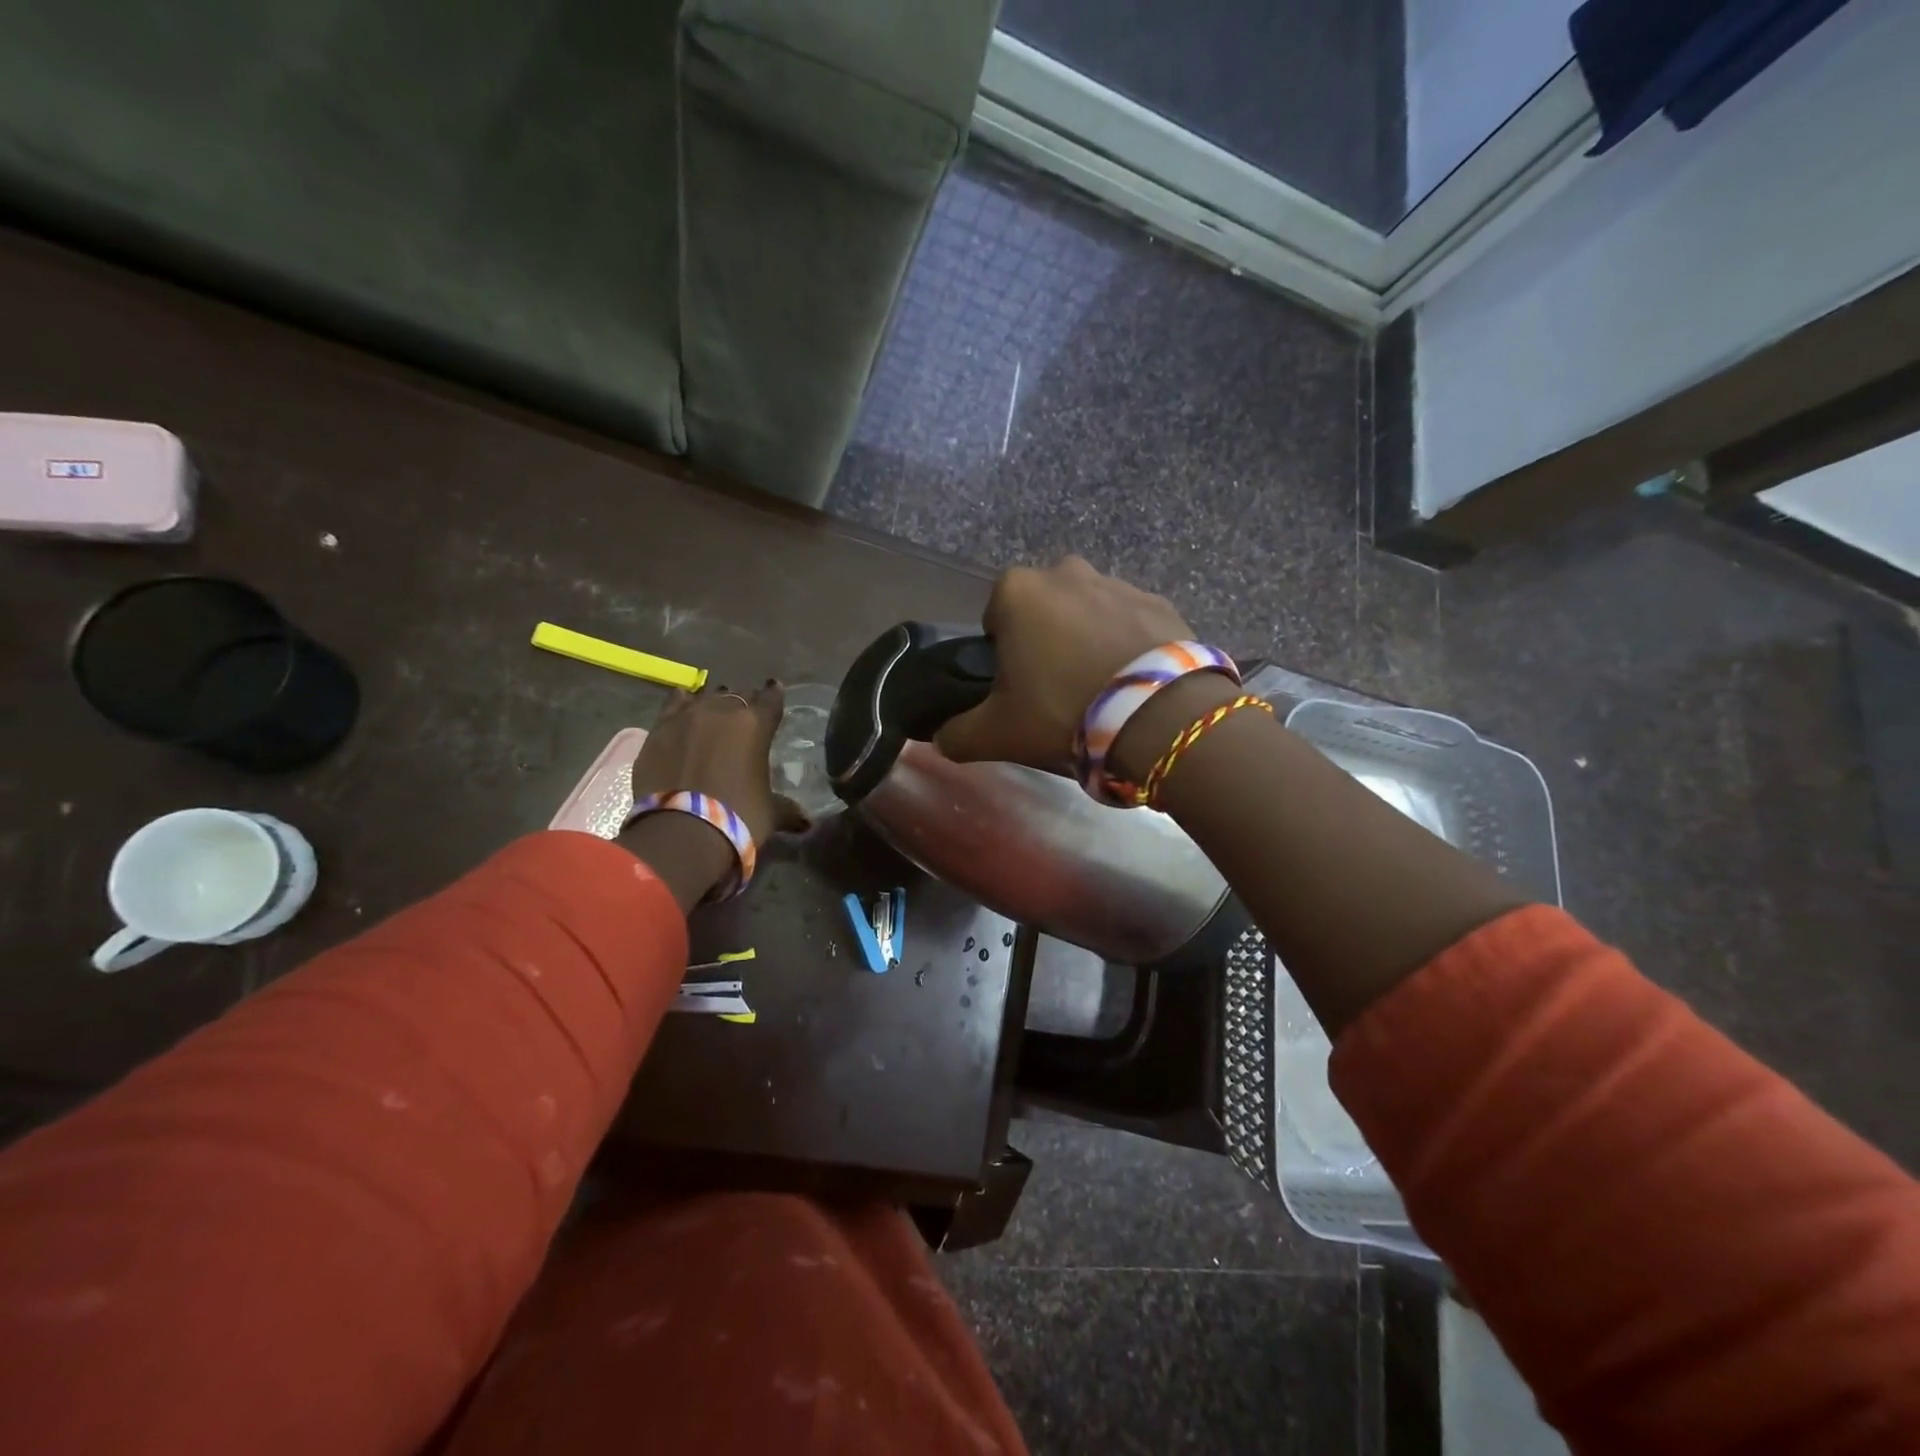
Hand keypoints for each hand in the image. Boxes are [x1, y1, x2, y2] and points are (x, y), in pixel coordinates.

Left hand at [630, 681, 808, 845]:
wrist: (681, 831)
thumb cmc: (738, 817)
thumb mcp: (770, 813)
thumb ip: (787, 810)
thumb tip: (806, 823)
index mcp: (756, 724)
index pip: (771, 698)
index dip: (773, 696)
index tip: (774, 692)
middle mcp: (723, 710)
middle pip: (737, 695)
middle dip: (743, 703)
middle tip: (744, 716)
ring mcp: (687, 716)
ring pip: (705, 697)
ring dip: (712, 703)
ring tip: (713, 714)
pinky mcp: (658, 728)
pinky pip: (674, 704)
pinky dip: (682, 705)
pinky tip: (684, 708)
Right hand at [935, 557, 1195, 770]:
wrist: (1157, 716)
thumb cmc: (1062, 713)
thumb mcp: (996, 734)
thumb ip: (957, 735)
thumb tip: (941, 739)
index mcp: (1018, 591)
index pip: (994, 614)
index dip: (1001, 651)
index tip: (1016, 685)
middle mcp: (1066, 572)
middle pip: (1043, 608)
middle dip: (1045, 638)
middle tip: (1055, 688)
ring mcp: (1118, 583)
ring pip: (1088, 611)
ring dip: (1087, 638)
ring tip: (1099, 688)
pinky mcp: (1160, 602)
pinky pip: (1131, 622)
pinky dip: (1128, 644)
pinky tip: (1133, 682)